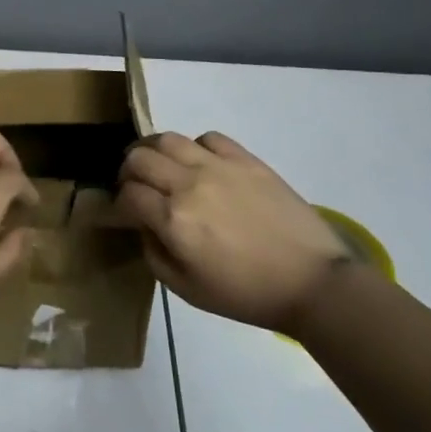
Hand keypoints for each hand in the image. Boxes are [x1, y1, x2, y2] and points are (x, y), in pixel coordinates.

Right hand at [117, 131, 350, 333]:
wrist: (310, 281)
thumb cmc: (246, 294)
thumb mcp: (187, 291)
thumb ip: (154, 255)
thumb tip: (145, 226)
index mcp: (174, 221)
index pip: (129, 195)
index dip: (119, 204)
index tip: (125, 213)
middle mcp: (190, 185)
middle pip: (140, 158)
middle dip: (129, 171)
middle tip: (135, 186)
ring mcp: (219, 166)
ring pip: (169, 139)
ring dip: (154, 150)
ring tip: (159, 164)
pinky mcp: (246, 159)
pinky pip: (209, 137)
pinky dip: (195, 146)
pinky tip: (200, 163)